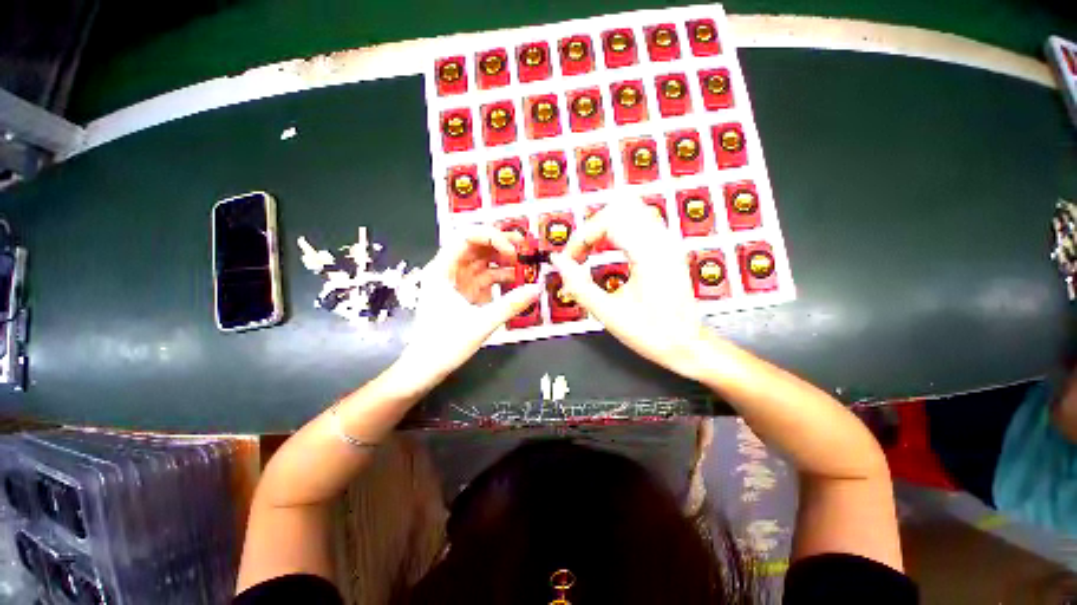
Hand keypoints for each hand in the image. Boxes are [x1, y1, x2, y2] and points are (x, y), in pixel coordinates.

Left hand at [397, 226, 540, 383]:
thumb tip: (537, 288)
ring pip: (481, 262)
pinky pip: (484, 278)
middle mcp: (448, 271)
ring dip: (501, 260)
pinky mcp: (465, 294)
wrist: (426, 369)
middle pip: (474, 246)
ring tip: (524, 262)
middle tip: (524, 246)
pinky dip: (500, 277)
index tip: (512, 251)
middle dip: (499, 243)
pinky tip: (516, 280)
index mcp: (442, 270)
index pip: (465, 238)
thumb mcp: (481, 323)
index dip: (491, 237)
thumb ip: (510, 305)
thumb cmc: (445, 345)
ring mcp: (457, 283)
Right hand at [549, 201, 704, 373]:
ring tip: (592, 250)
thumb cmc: (651, 333)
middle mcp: (662, 241)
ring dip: (605, 226)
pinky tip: (610, 249)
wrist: (688, 345)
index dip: (582, 237)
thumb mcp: (608, 314)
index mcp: (649, 255)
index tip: (570, 260)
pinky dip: (619, 229)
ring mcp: (668, 242)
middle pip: (620, 207)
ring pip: (632, 210)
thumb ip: (579, 286)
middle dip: (593, 227)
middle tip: (581, 252)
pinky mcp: (668, 248)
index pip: (609, 221)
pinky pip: (641, 221)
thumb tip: (558, 262)